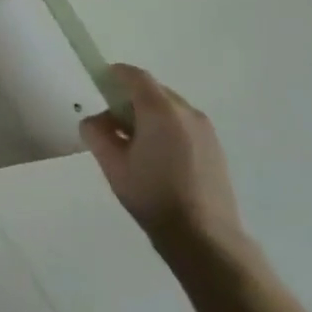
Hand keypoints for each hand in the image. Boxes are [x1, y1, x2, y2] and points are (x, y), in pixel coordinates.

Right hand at [81, 64, 246, 262]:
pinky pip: (183, 125)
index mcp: (160, 110)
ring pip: (169, 109)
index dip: (114, 74)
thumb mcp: (112, 163)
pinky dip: (166, 129)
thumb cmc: (152, 195)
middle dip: (130, 99)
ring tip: (135, 146)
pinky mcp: (215, 148)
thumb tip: (96, 120)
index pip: (135, 76)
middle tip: (112, 124)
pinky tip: (157, 159)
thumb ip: (97, 132)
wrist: (204, 237)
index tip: (99, 84)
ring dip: (149, 115)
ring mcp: (205, 130)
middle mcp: (187, 112)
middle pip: (153, 91)